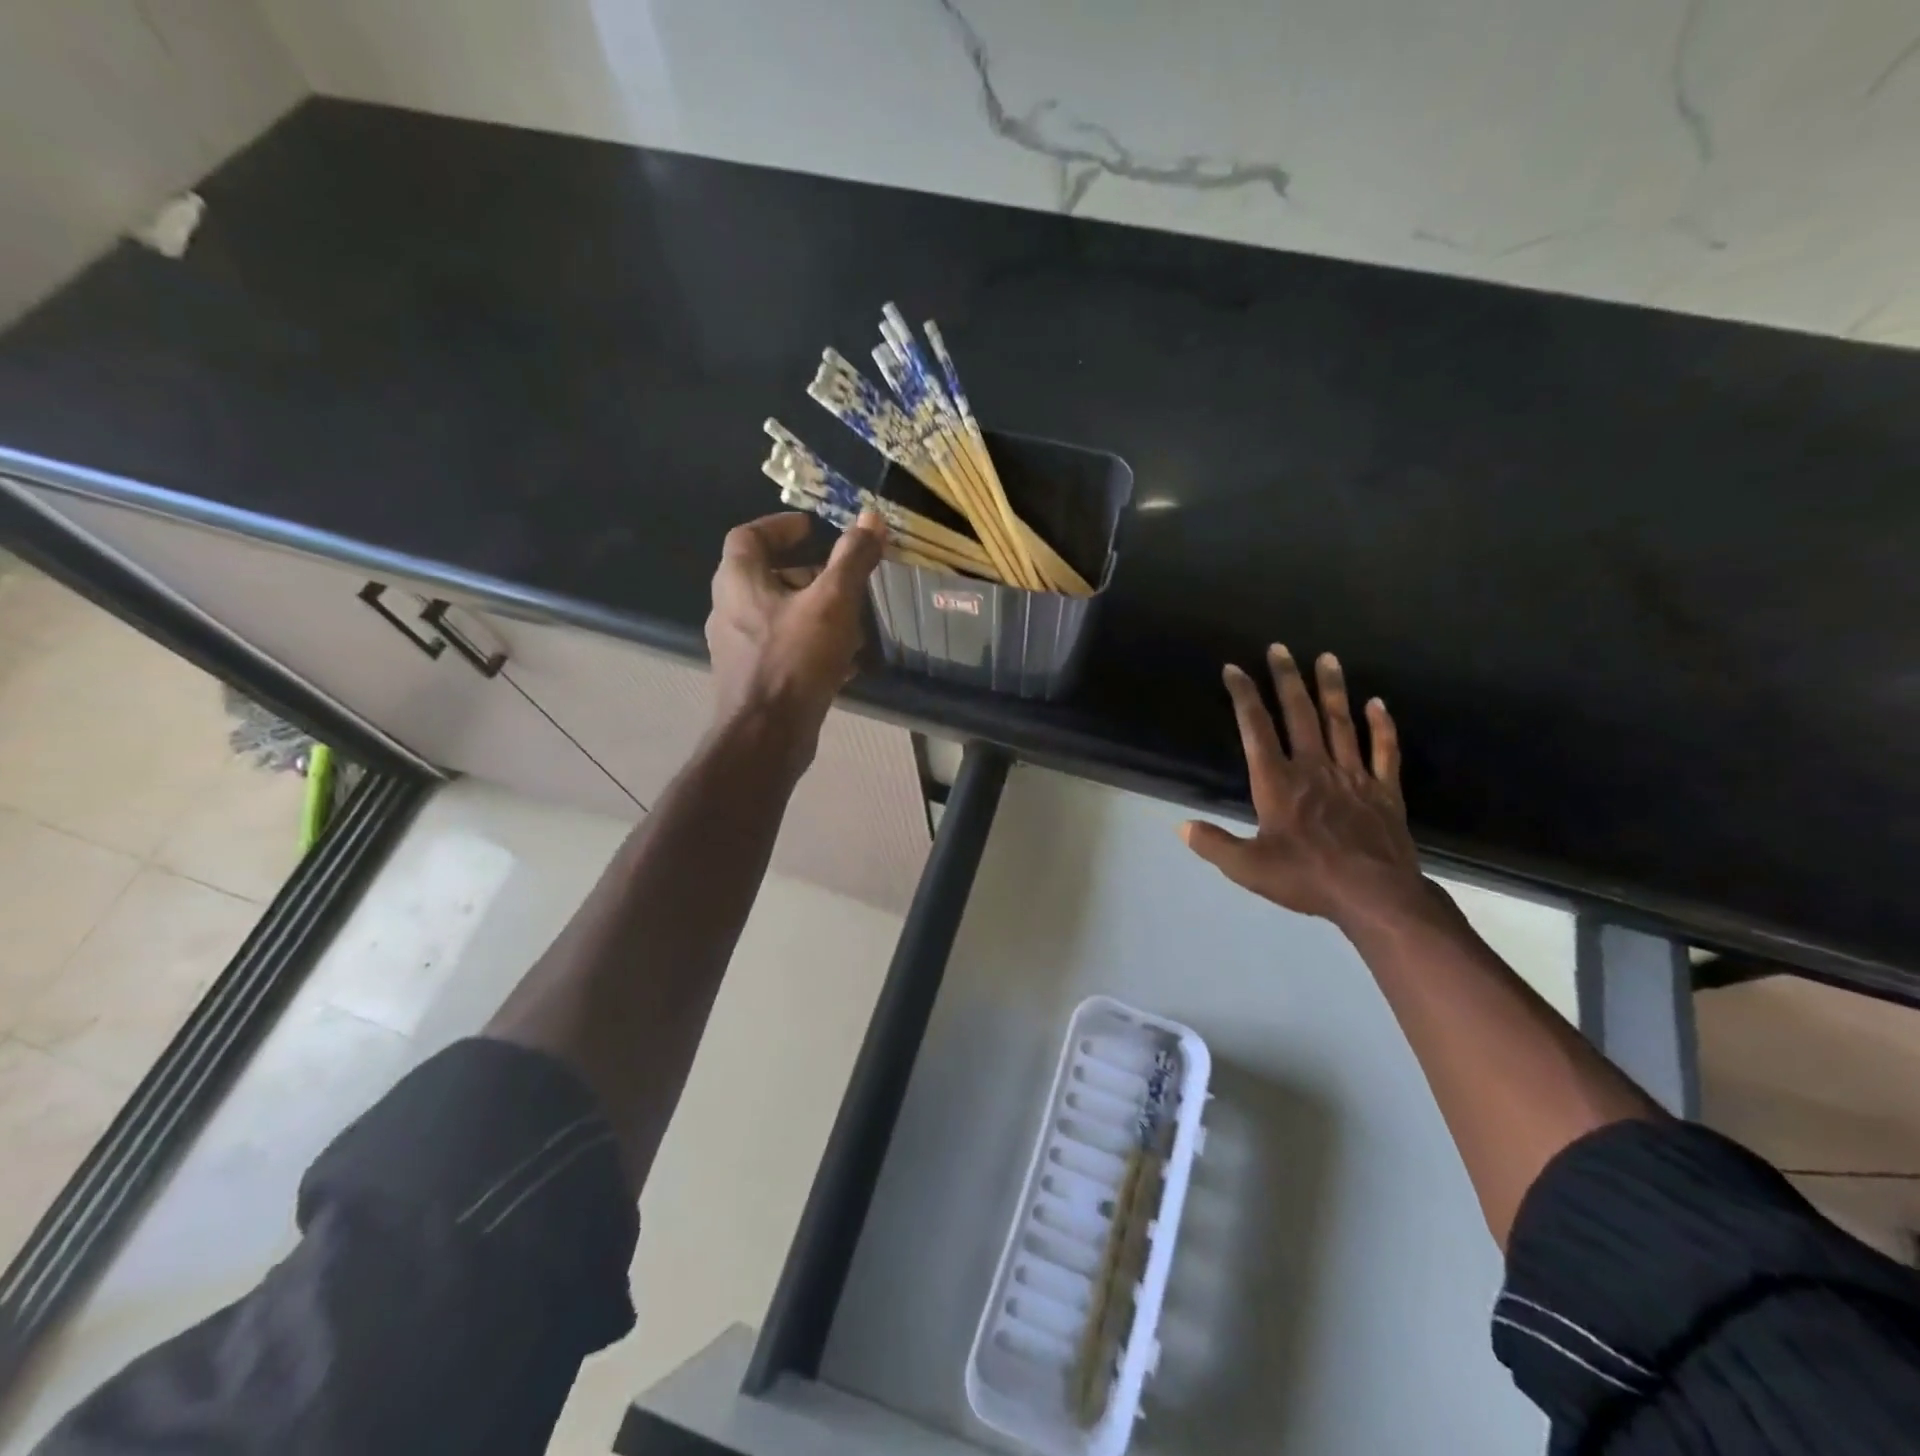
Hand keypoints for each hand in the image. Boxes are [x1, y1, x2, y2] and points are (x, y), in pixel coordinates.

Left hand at [705, 510, 885, 757]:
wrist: (766, 736)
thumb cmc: (795, 659)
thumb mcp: (832, 602)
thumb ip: (852, 559)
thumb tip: (871, 517)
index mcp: (738, 581)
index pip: (749, 536)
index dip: (780, 527)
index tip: (812, 528)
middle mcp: (730, 610)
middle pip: (767, 577)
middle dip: (807, 573)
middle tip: (841, 575)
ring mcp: (739, 648)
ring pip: (778, 615)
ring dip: (813, 611)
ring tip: (852, 618)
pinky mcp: (753, 678)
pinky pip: (784, 649)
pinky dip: (812, 644)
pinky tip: (845, 660)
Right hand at [1182, 645, 1426, 929]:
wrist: (1375, 896)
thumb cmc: (1307, 878)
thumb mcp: (1248, 868)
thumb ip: (1214, 844)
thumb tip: (1182, 826)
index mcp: (1278, 783)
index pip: (1256, 729)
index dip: (1243, 696)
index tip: (1234, 669)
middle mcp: (1314, 768)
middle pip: (1299, 714)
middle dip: (1287, 679)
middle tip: (1280, 648)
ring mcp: (1352, 775)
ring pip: (1341, 722)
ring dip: (1332, 689)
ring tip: (1327, 658)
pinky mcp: (1383, 790)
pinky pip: (1383, 750)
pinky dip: (1380, 725)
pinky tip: (1377, 703)